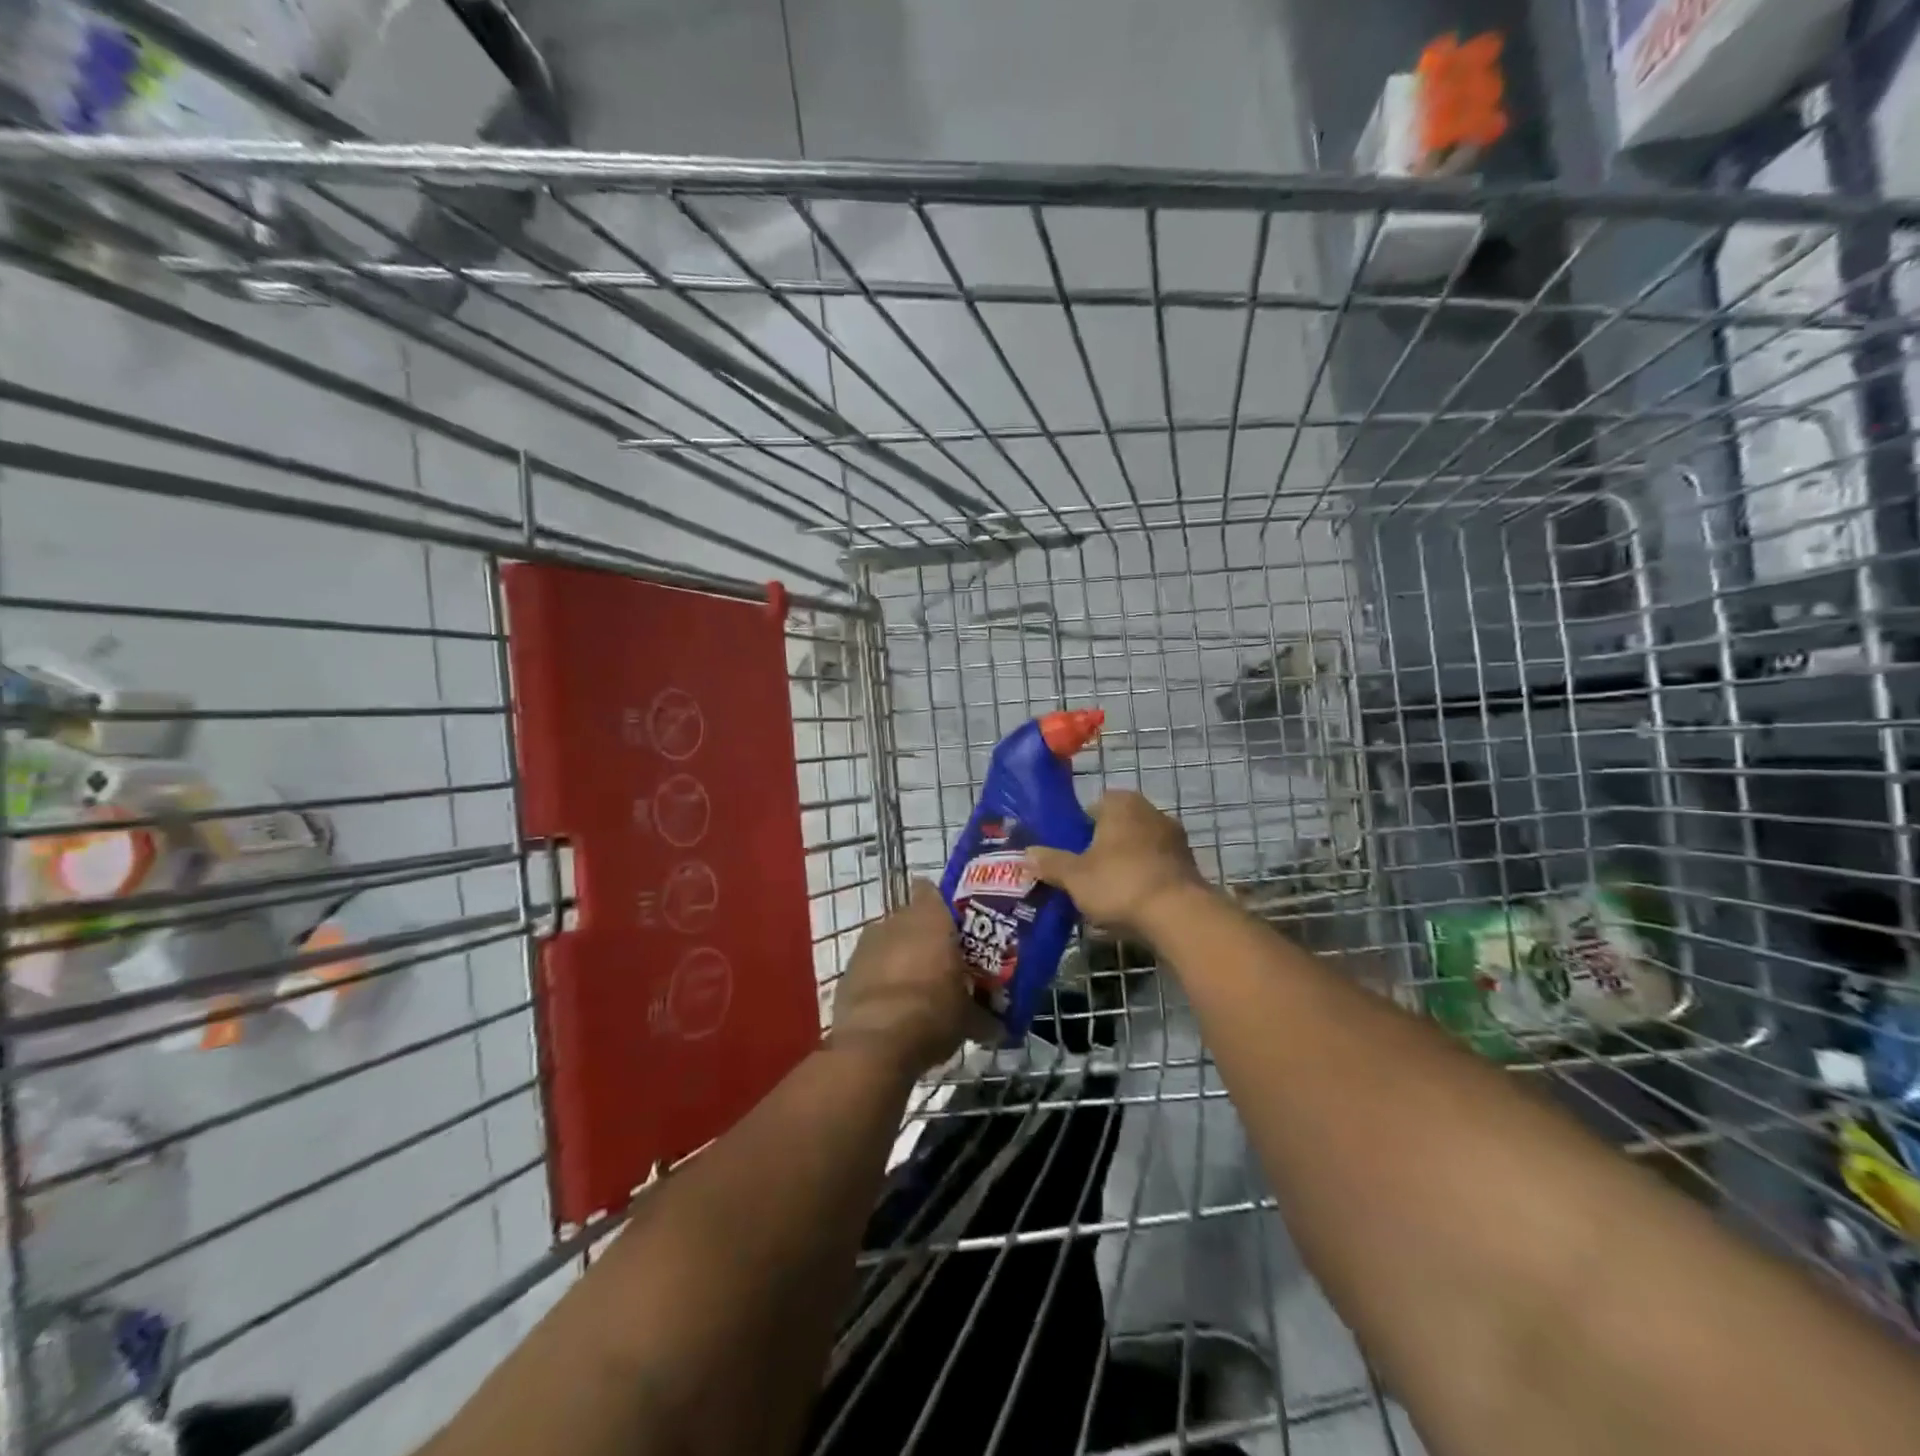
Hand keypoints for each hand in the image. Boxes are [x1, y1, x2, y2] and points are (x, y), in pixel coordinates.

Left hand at [829, 880, 981, 1077]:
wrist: (875, 1045)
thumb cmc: (933, 1014)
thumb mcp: (969, 1017)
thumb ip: (982, 1012)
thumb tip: (998, 1027)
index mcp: (930, 919)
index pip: (930, 891)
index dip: (940, 905)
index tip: (952, 925)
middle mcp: (894, 921)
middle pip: (909, 920)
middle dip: (922, 938)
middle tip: (940, 963)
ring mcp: (865, 945)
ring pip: (887, 943)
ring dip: (898, 959)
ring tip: (915, 988)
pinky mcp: (846, 972)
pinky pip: (868, 968)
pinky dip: (878, 980)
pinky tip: (891, 1007)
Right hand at [1025, 791, 1208, 939]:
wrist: (1179, 916)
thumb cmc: (1120, 883)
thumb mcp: (1075, 876)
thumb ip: (1050, 862)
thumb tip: (1025, 853)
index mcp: (1122, 803)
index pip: (1094, 805)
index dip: (1079, 827)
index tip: (1070, 851)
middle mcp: (1151, 812)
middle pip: (1117, 827)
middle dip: (1102, 847)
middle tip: (1083, 873)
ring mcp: (1175, 839)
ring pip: (1139, 848)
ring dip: (1125, 865)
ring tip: (1107, 894)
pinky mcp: (1189, 866)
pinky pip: (1157, 868)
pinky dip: (1145, 881)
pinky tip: (1132, 905)